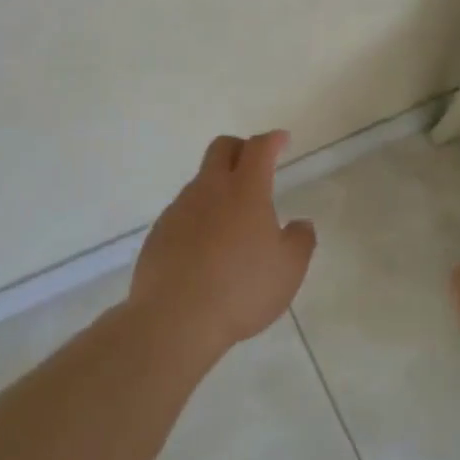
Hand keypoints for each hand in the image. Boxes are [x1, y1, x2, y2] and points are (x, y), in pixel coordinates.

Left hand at [129, 131, 315, 357]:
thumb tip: (300, 224)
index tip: (282, 140)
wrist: (174, 320)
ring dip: (218, 187)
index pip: (259, 148)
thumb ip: (300, 241)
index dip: (272, 140)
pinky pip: (183, 212)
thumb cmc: (241, 290)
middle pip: (222, 148)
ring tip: (232, 220)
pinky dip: (199, 217)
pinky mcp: (159, 232)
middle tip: (254, 165)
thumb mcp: (288, 270)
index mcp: (245, 190)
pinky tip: (206, 248)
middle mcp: (210, 189)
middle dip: (240, 148)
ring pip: (201, 181)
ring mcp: (180, 209)